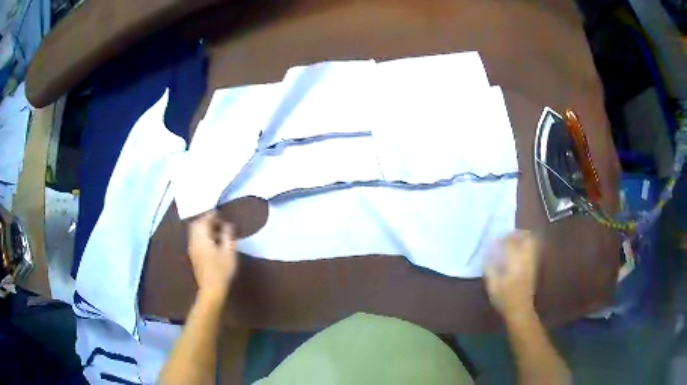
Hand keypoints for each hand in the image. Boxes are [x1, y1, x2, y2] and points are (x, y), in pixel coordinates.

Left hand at [188, 210, 237, 300]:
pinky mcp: (193, 255)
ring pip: (195, 231)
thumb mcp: (230, 251)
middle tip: (219, 222)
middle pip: (196, 224)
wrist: (211, 289)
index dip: (213, 215)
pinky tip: (212, 242)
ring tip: (217, 232)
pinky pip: (196, 239)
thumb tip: (227, 224)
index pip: (204, 219)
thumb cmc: (222, 270)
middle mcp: (194, 240)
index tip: (222, 214)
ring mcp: (192, 248)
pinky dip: (203, 235)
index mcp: (202, 238)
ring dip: (204, 228)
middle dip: (206, 220)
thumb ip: (228, 235)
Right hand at [484, 230, 538, 320]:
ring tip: (512, 243)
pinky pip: (532, 249)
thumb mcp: (493, 285)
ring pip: (532, 242)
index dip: (502, 239)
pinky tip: (517, 253)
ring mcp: (532, 262)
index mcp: (515, 262)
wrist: (520, 310)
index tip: (494, 240)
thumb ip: (490, 267)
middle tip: (506, 237)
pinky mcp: (534, 267)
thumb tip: (488, 254)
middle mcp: (526, 258)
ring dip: (522, 238)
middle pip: (526, 237)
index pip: (510, 242)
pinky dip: (526, 246)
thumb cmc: (504, 299)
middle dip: (517, 234)